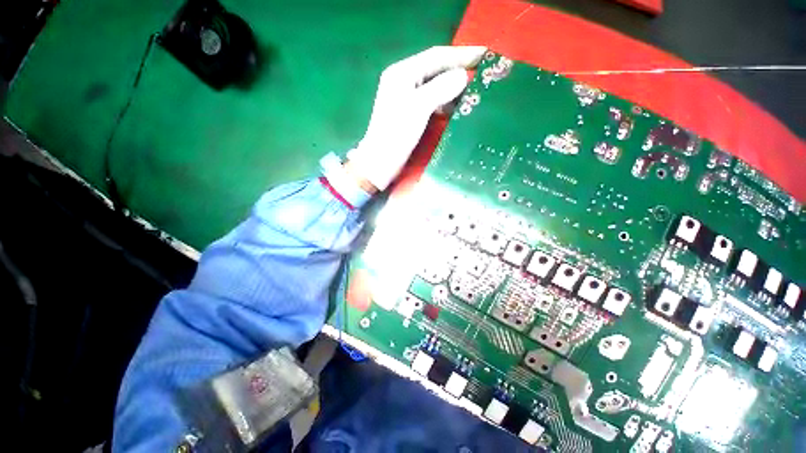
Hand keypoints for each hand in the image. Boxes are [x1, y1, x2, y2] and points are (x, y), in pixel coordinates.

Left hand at [346, 45, 487, 191]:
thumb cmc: (396, 134)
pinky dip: (446, 103)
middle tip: (483, 74)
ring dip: (454, 89)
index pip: (436, 56)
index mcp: (402, 73)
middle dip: (459, 71)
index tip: (485, 54)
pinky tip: (457, 108)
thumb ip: (441, 88)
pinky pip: (433, 102)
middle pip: (436, 70)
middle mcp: (404, 81)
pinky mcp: (411, 114)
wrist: (381, 161)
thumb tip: (463, 76)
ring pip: (435, 87)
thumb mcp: (418, 107)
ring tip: (474, 92)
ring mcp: (407, 98)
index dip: (461, 54)